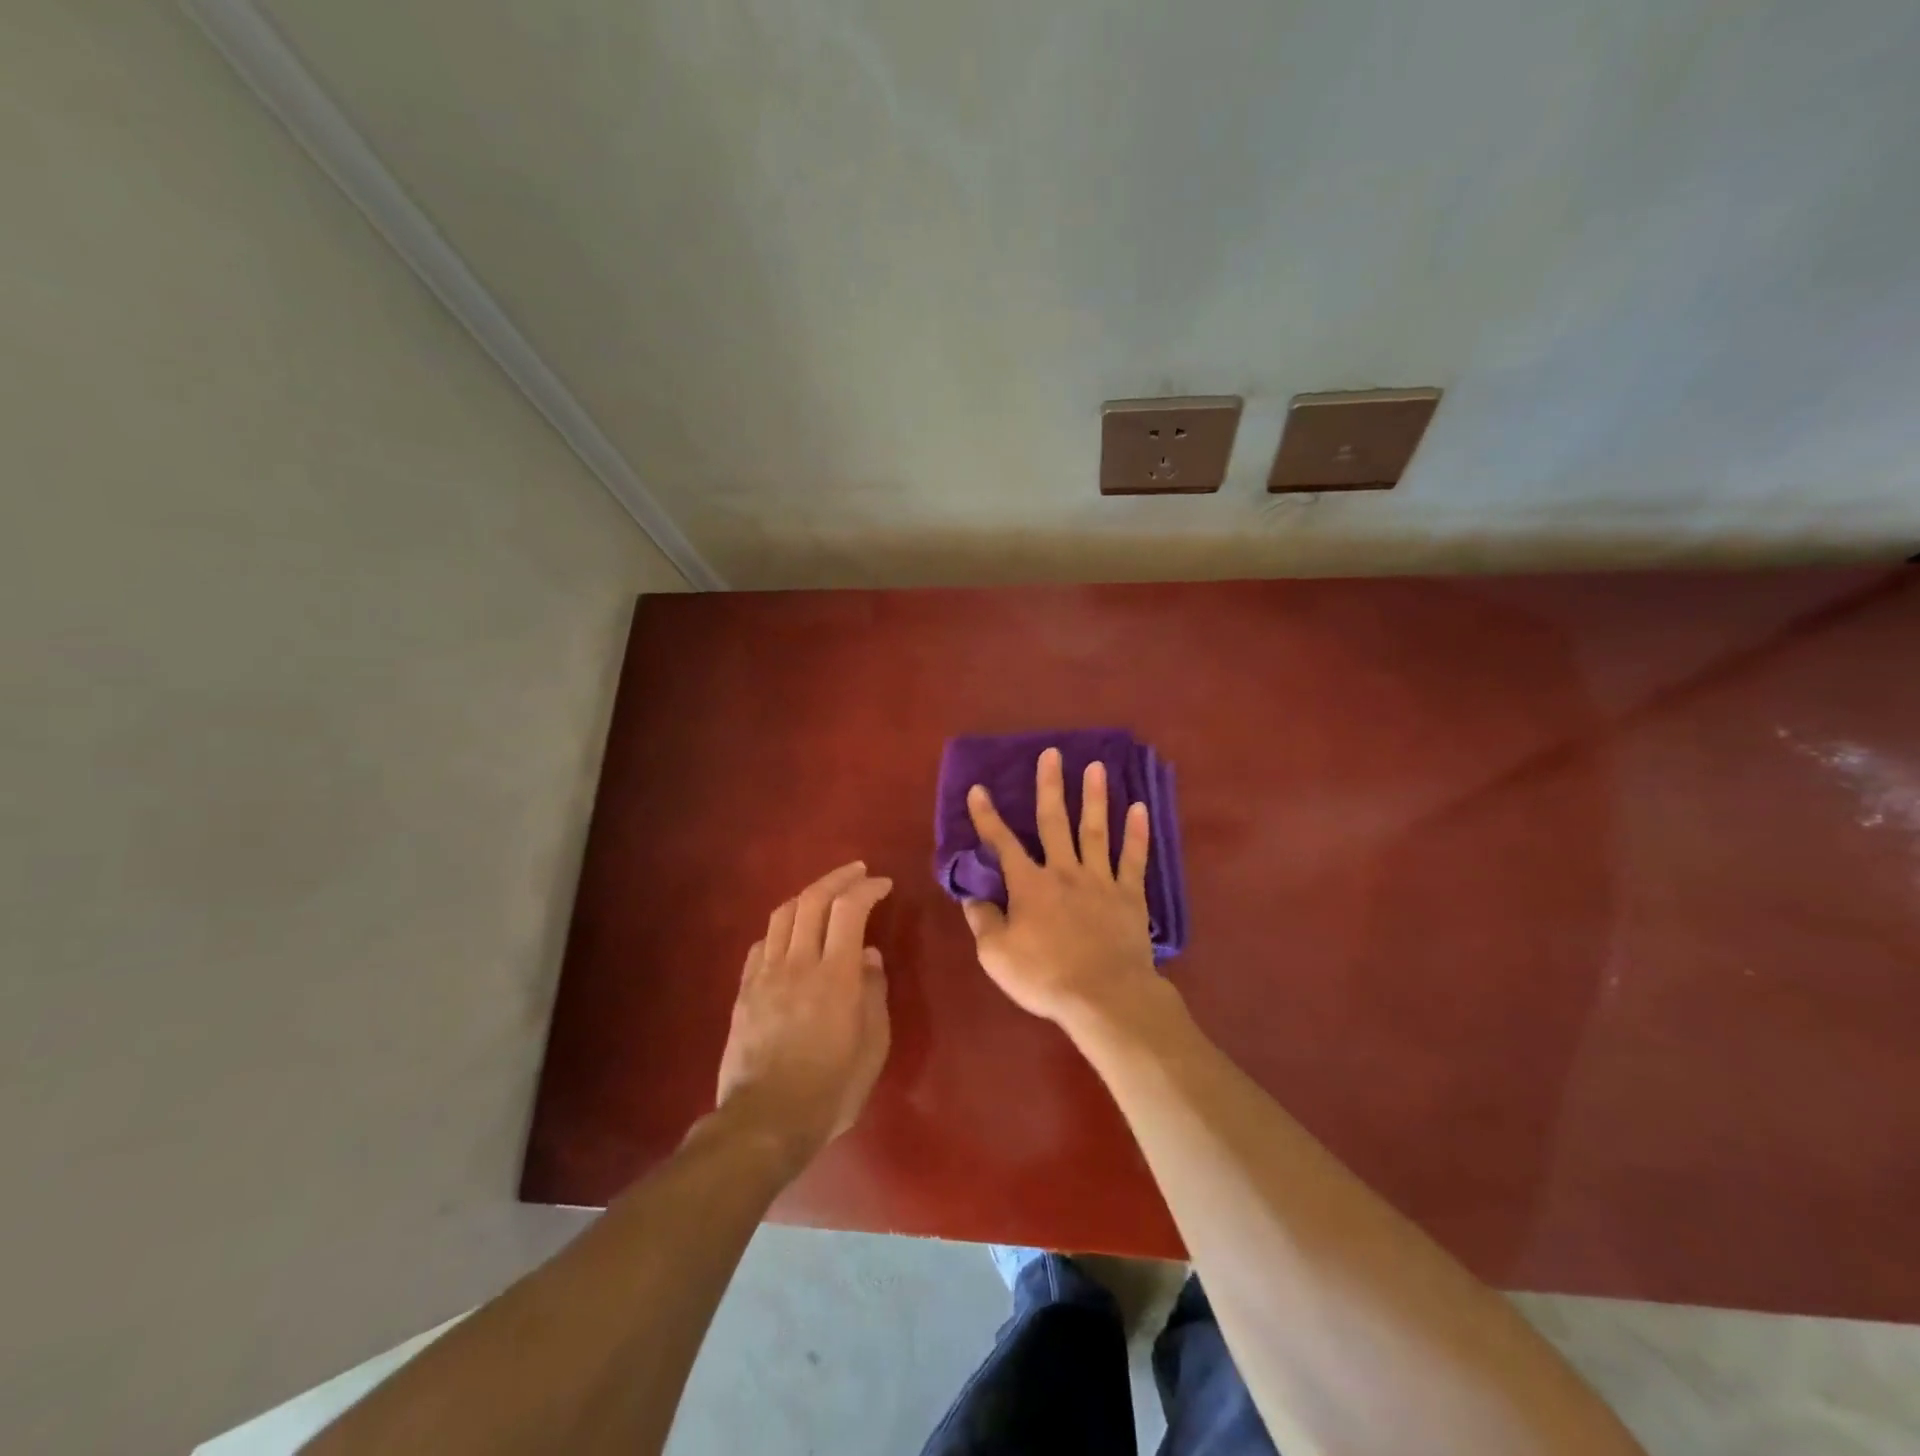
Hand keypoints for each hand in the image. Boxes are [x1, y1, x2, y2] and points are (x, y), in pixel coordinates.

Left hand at [714, 861, 892, 1166]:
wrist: (765, 1122)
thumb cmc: (831, 1089)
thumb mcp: (873, 1046)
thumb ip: (874, 994)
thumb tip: (869, 957)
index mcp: (836, 975)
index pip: (850, 910)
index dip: (867, 888)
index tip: (883, 884)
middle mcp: (799, 963)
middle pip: (813, 900)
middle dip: (838, 878)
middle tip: (857, 872)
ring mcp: (766, 975)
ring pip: (783, 915)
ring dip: (808, 896)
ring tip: (825, 895)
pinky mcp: (745, 992)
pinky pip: (762, 944)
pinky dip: (781, 928)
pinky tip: (790, 935)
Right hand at [962, 748, 1161, 1028]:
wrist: (1104, 996)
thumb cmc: (1045, 976)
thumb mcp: (996, 954)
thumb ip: (983, 920)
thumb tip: (972, 895)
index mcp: (1029, 885)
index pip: (1002, 843)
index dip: (987, 816)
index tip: (978, 788)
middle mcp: (1063, 871)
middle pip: (1055, 821)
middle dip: (1050, 786)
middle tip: (1052, 753)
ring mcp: (1100, 880)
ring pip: (1095, 830)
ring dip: (1094, 797)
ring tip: (1096, 767)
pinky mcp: (1129, 895)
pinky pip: (1133, 859)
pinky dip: (1137, 834)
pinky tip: (1140, 809)